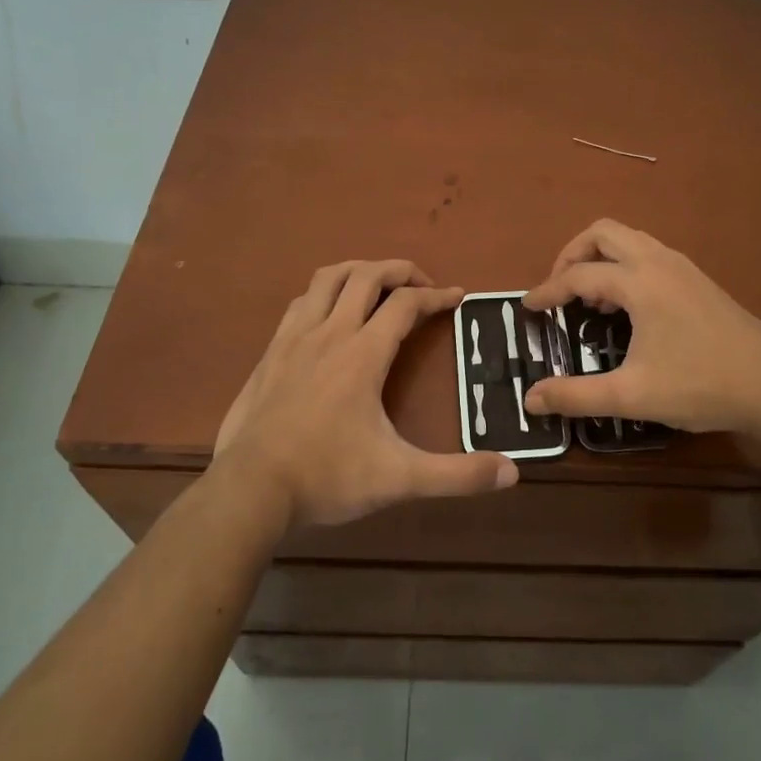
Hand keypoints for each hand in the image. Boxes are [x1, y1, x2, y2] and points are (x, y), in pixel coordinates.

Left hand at [214, 260, 517, 529]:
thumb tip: (511, 473)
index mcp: (363, 354)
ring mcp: (294, 338)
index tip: (458, 297)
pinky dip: (323, 294)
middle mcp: (330, 333)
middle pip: (367, 275)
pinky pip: (301, 302)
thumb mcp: (399, 478)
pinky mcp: (271, 352)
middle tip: (423, 285)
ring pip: (328, 278)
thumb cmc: (327, 477)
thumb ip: (456, 475)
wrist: (249, 490)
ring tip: (378, 285)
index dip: (437, 295)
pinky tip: (329, 315)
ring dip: (359, 271)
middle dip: (400, 270)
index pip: (406, 304)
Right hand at [521, 221, 760, 437]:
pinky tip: (628, 307)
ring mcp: (682, 266)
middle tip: (558, 289)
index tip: (527, 307)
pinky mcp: (697, 278)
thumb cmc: (701, 384)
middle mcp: (658, 261)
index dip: (548, 291)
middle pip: (603, 233)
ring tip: (591, 299)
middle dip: (572, 254)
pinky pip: (648, 252)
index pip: (579, 275)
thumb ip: (576, 395)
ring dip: (600, 258)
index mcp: (640, 282)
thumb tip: (531, 399)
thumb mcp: (632, 395)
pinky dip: (624, 265)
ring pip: (628, 239)